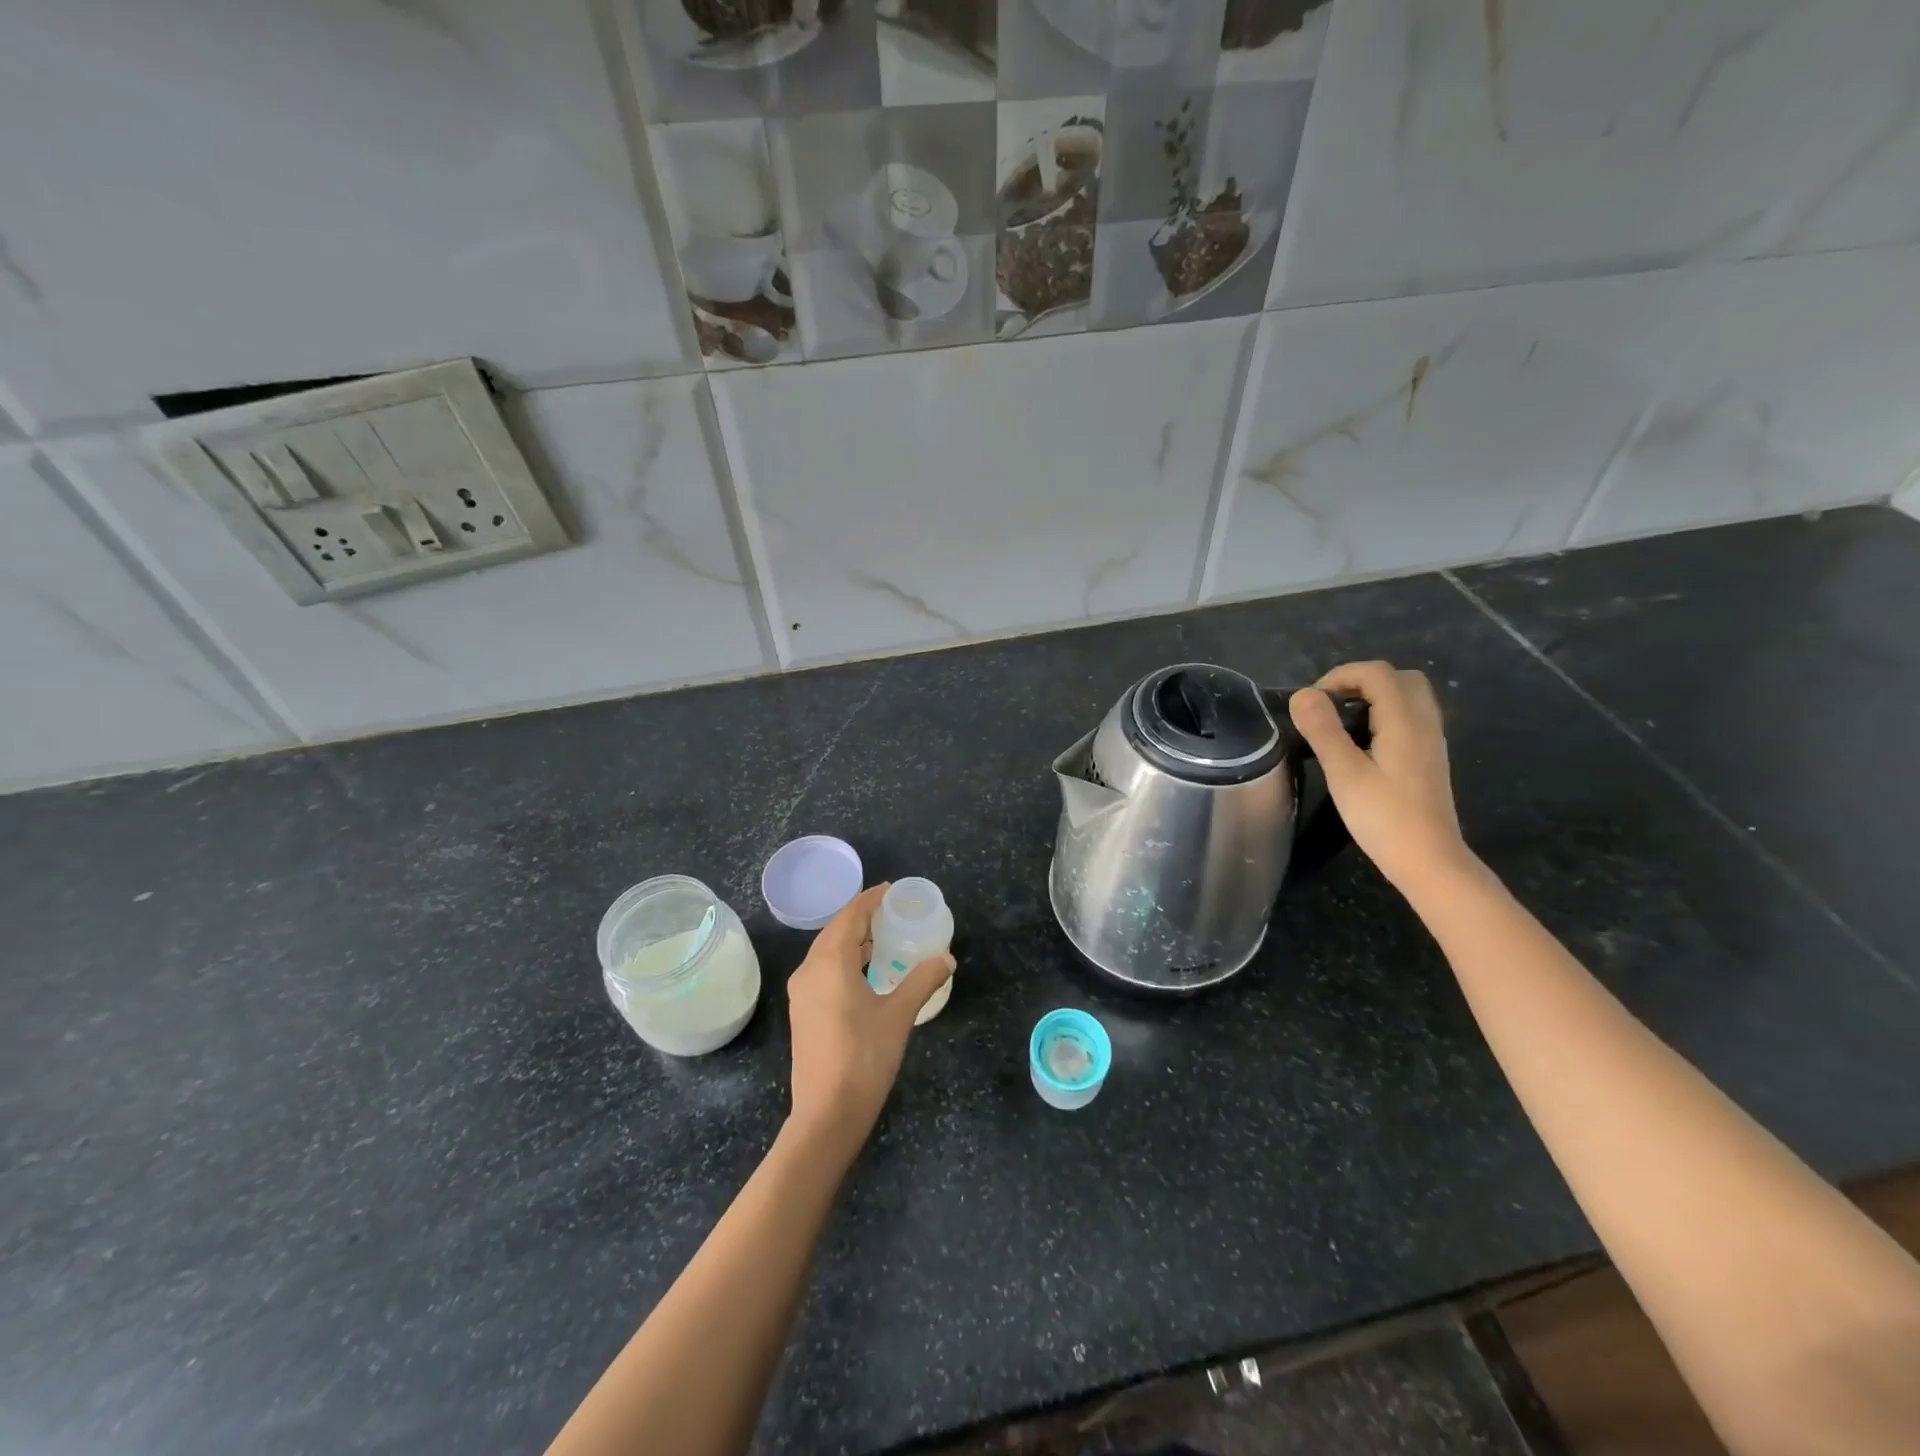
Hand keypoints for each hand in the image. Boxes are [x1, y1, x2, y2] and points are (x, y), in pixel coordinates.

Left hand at [785, 883, 953, 1163]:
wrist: (827, 1114)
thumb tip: (947, 958)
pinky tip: (866, 971)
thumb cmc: (864, 1057)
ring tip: (884, 938)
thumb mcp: (900, 1015)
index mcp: (829, 962)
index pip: (850, 916)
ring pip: (827, 951)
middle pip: (836, 930)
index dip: (870, 899)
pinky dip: (844, 960)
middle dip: (862, 917)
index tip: (892, 890)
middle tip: (892, 912)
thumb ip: (923, 980)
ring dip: (852, 940)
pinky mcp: (803, 1011)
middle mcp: (809, 970)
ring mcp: (802, 992)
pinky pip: (823, 970)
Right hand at [1289, 661, 1470, 893]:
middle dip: (1361, 681)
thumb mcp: (1344, 773)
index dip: (1340, 676)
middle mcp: (1424, 723)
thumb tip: (1303, 694)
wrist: (1429, 861)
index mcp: (1404, 721)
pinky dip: (1386, 714)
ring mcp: (1431, 742)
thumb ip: (1323, 730)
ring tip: (1342, 722)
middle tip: (1330, 705)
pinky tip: (1364, 743)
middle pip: (1399, 678)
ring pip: (1409, 697)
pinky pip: (1411, 718)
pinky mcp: (1429, 759)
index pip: (1377, 673)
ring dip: (1374, 697)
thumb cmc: (1384, 817)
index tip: (1312, 702)